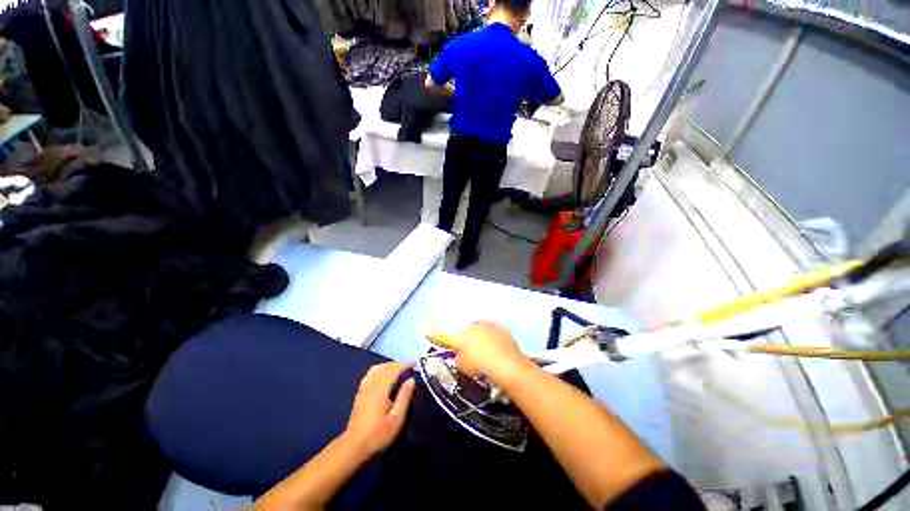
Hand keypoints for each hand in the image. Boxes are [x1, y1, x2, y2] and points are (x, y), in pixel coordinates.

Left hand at [343, 362, 415, 457]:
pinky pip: (370, 374)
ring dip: (388, 366)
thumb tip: (411, 380)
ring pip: (376, 369)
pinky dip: (380, 370)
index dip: (404, 365)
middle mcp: (371, 385)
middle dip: (397, 364)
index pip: (394, 370)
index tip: (415, 364)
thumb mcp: (396, 419)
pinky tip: (384, 377)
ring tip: (398, 370)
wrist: (353, 447)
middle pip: (384, 367)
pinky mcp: (360, 394)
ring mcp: (363, 389)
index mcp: (380, 389)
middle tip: (408, 367)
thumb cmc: (378, 434)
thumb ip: (404, 397)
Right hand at [454, 322, 531, 386]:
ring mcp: (497, 327)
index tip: (465, 354)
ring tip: (489, 359)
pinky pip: (500, 340)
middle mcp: (482, 324)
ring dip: (489, 343)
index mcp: (469, 328)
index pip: (463, 334)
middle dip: (477, 342)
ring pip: (489, 334)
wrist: (504, 366)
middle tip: (477, 357)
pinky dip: (499, 346)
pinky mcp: (509, 334)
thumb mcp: (461, 365)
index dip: (464, 344)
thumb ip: (459, 358)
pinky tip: (499, 359)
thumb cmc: (479, 363)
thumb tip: (461, 358)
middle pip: (477, 332)